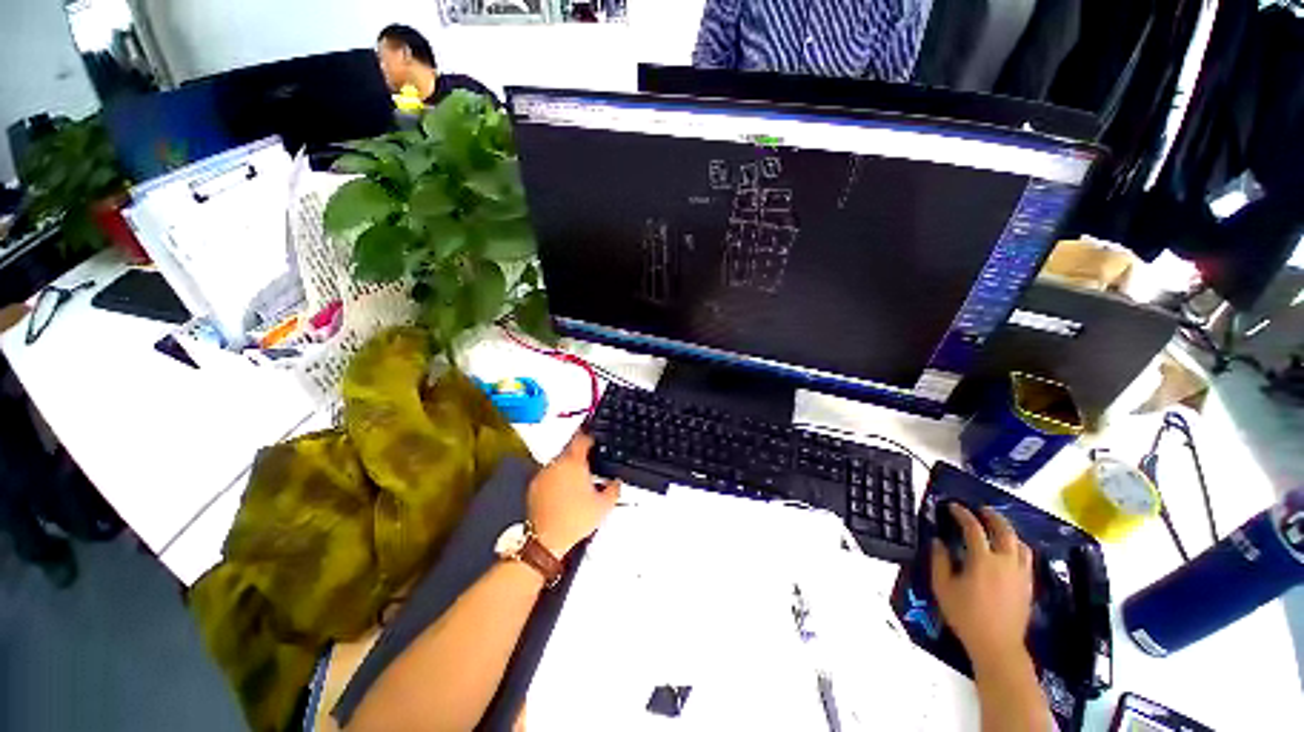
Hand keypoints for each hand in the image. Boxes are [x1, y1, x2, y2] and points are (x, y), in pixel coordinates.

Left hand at [528, 432, 619, 556]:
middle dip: (581, 455)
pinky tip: (565, 491)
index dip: (590, 437)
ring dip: (569, 466)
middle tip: (591, 464)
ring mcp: (543, 474)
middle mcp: (556, 464)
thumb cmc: (573, 521)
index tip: (595, 440)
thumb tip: (616, 482)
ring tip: (579, 482)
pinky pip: (549, 474)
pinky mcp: (534, 485)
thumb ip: (614, 488)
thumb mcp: (604, 505)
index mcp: (574, 463)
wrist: (547, 539)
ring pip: (559, 462)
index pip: (582, 438)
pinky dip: (557, 478)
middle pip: (570, 449)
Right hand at [931, 503, 1033, 670]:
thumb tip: (938, 542)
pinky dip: (1017, 547)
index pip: (973, 529)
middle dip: (992, 517)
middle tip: (981, 510)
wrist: (997, 645)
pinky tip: (1009, 551)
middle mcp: (1005, 562)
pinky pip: (1026, 558)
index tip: (953, 506)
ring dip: (1008, 531)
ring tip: (997, 528)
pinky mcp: (1028, 585)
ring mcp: (1020, 574)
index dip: (962, 514)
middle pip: (1004, 531)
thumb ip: (939, 561)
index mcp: (983, 560)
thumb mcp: (943, 587)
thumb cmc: (965, 616)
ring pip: (1020, 544)